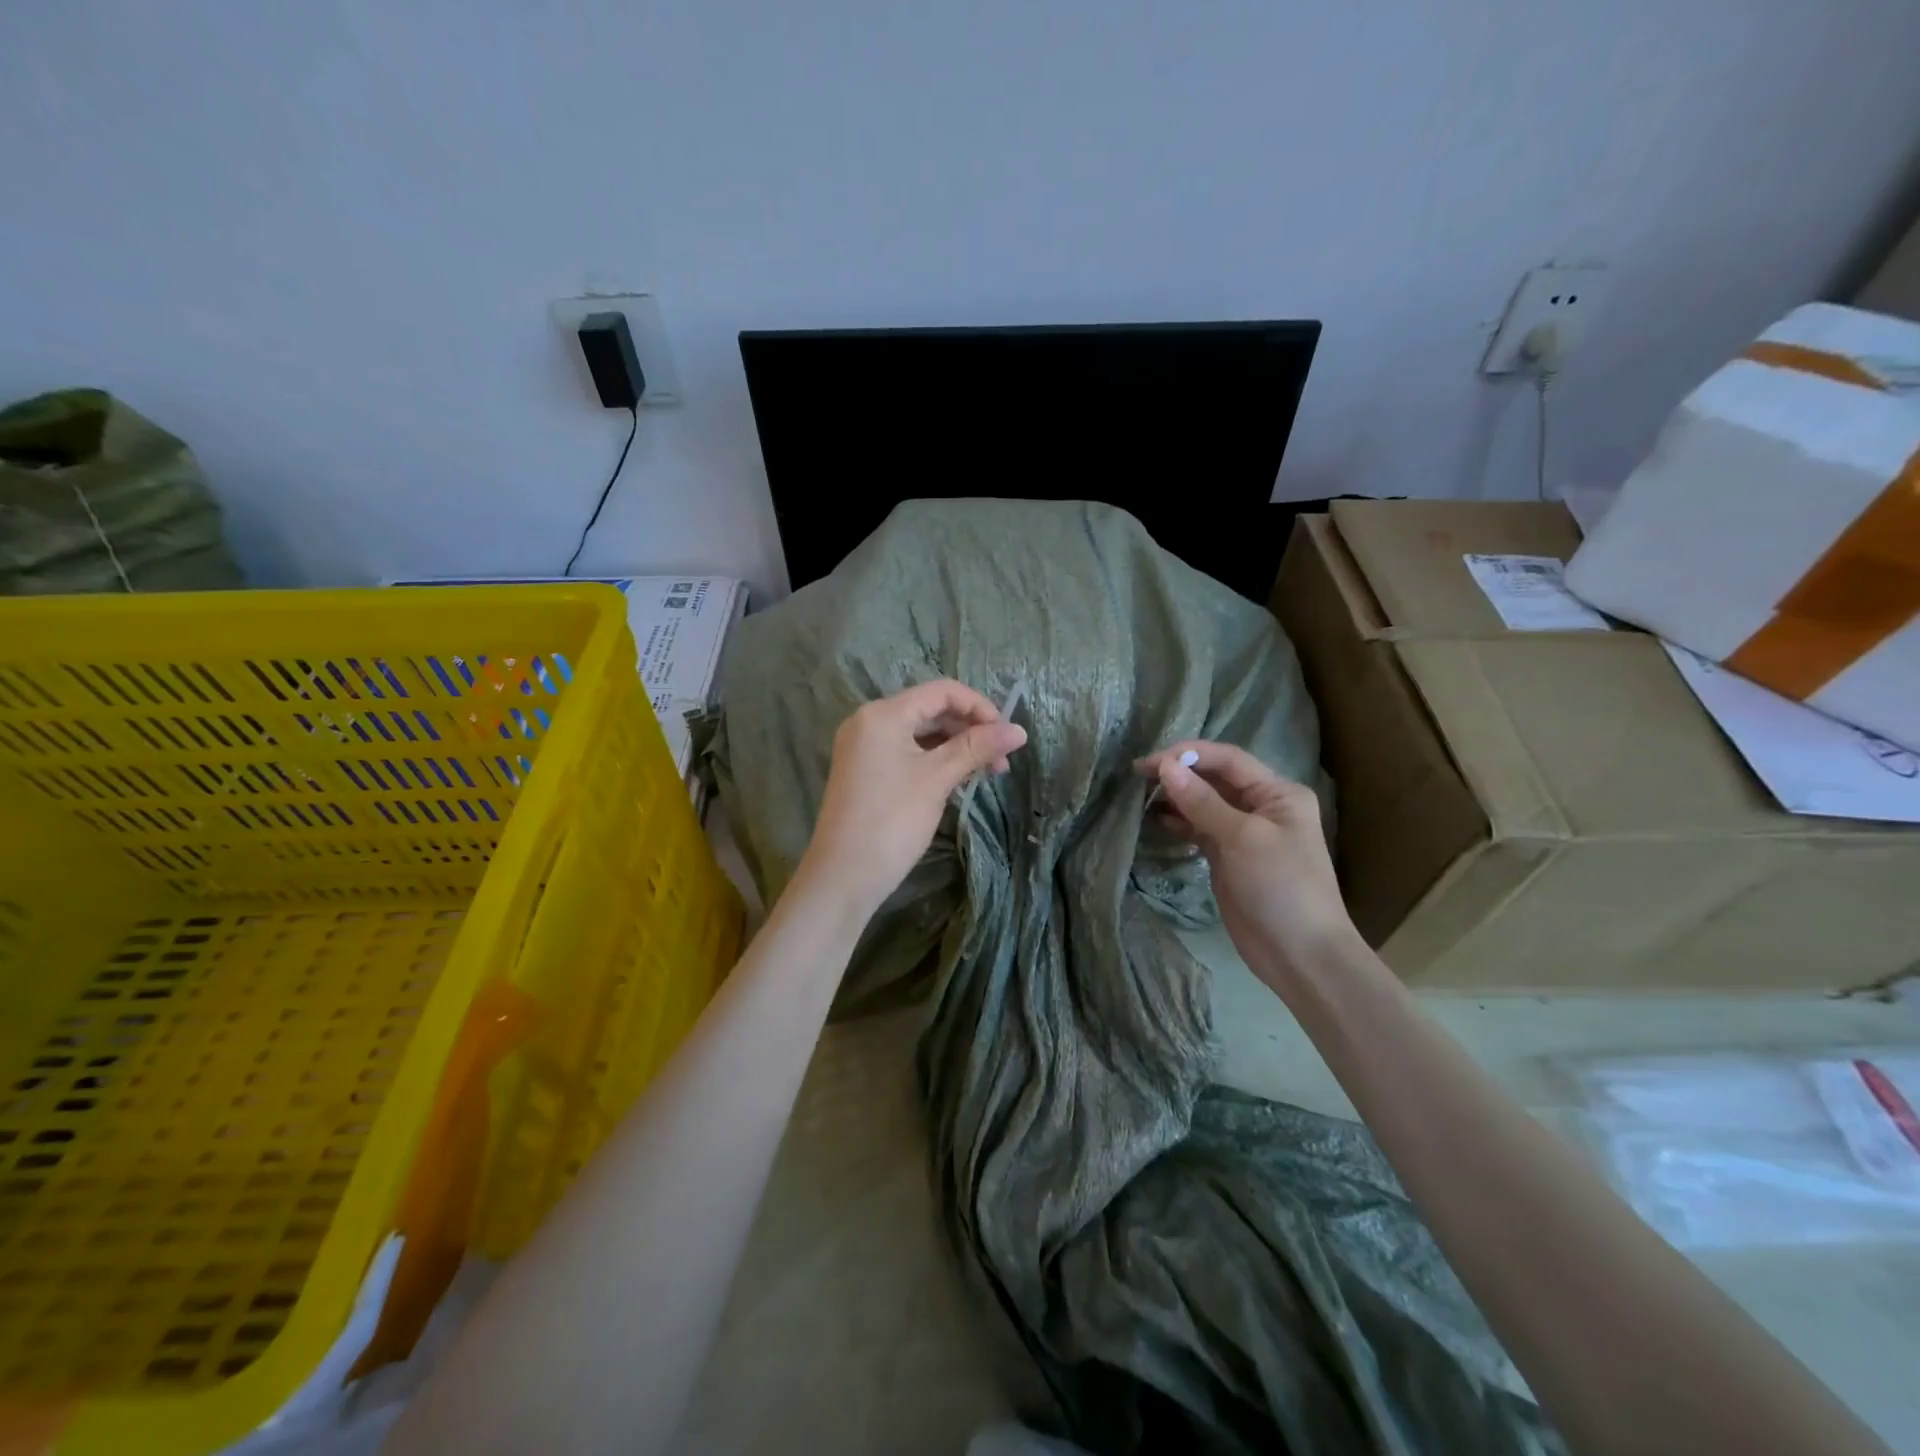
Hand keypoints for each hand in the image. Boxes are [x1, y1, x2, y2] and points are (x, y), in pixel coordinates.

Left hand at [796, 680, 1027, 917]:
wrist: (843, 877)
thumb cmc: (891, 821)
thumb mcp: (937, 779)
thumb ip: (977, 748)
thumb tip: (1019, 730)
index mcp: (883, 714)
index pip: (941, 691)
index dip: (979, 706)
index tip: (1006, 734)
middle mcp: (869, 722)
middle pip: (931, 710)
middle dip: (970, 729)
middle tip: (1001, 759)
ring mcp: (864, 748)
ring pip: (921, 734)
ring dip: (956, 747)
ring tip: (987, 772)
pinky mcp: (866, 772)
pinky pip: (908, 753)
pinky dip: (936, 761)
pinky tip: (960, 779)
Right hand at [1135, 741, 1358, 990]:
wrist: (1300, 955)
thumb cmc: (1281, 887)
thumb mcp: (1242, 839)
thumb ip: (1202, 801)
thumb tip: (1165, 767)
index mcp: (1278, 793)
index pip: (1228, 760)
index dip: (1188, 754)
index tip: (1150, 762)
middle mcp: (1262, 806)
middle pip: (1214, 778)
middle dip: (1178, 773)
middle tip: (1137, 776)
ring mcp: (1244, 833)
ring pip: (1203, 803)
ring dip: (1175, 797)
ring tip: (1140, 795)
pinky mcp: (1228, 857)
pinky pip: (1199, 828)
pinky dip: (1178, 822)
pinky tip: (1155, 820)